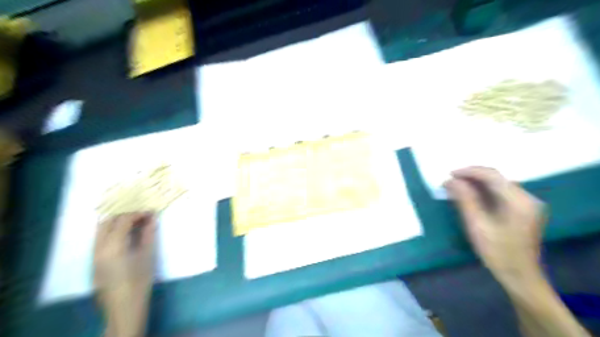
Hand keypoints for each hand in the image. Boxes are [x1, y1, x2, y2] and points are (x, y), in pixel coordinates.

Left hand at [93, 213, 155, 336]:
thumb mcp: (148, 255)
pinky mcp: (94, 261)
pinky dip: (112, 232)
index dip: (138, 214)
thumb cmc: (140, 280)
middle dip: (125, 216)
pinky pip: (100, 239)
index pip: (123, 220)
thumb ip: (149, 234)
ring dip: (117, 223)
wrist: (124, 305)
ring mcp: (94, 255)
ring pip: (101, 230)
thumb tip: (152, 218)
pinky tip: (126, 237)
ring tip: (135, 225)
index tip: (151, 214)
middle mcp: (99, 248)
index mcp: (113, 246)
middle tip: (142, 218)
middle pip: (107, 222)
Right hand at [442, 168, 547, 289]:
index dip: (469, 172)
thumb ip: (465, 200)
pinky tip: (471, 196)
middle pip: (496, 178)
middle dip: (472, 176)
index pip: (492, 176)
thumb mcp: (477, 225)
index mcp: (519, 201)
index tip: (449, 175)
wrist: (520, 276)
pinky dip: (484, 191)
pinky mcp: (523, 210)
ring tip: (457, 187)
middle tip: (451, 182)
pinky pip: (501, 193)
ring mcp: (527, 204)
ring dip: (477, 183)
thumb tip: (451, 180)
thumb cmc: (497, 252)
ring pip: (498, 184)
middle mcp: (527, 198)